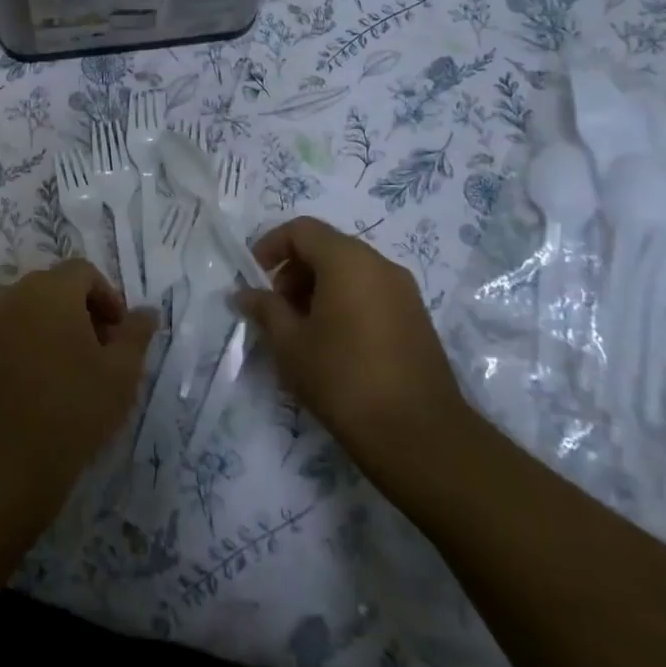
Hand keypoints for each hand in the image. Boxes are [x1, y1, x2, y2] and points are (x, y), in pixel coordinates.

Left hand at [0, 259, 156, 516]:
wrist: (4, 458)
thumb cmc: (73, 407)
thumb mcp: (121, 372)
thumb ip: (136, 334)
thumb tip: (147, 311)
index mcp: (51, 289)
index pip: (83, 271)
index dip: (108, 297)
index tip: (120, 333)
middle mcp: (15, 295)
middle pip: (54, 287)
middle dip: (82, 311)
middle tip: (102, 350)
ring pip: (30, 310)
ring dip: (54, 327)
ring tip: (74, 368)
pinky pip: (9, 334)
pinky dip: (29, 344)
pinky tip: (43, 383)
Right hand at [233, 217, 466, 463]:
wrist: (420, 436)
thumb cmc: (344, 380)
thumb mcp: (290, 344)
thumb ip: (265, 310)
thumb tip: (245, 293)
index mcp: (348, 261)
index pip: (302, 230)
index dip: (271, 245)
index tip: (254, 276)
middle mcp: (380, 265)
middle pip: (327, 247)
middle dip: (294, 270)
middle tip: (276, 309)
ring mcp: (404, 291)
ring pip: (350, 271)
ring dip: (318, 288)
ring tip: (301, 329)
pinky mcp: (416, 318)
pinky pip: (370, 292)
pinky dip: (344, 302)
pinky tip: (333, 343)